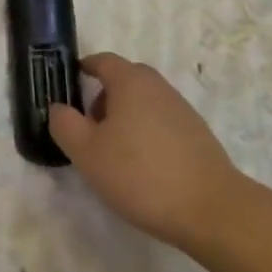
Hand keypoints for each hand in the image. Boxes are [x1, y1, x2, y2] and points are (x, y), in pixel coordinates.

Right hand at [48, 53, 249, 250]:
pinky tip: (144, 170)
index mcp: (131, 81)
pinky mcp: (198, 136)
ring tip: (115, 156)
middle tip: (89, 130)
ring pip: (144, 104)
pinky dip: (147, 135)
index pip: (102, 61)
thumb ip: (65, 124)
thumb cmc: (141, 174)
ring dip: (125, 120)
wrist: (213, 211)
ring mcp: (182, 110)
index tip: (70, 88)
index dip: (83, 70)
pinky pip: (162, 124)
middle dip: (103, 99)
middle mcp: (158, 87)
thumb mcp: (87, 152)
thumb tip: (58, 108)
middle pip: (124, 81)